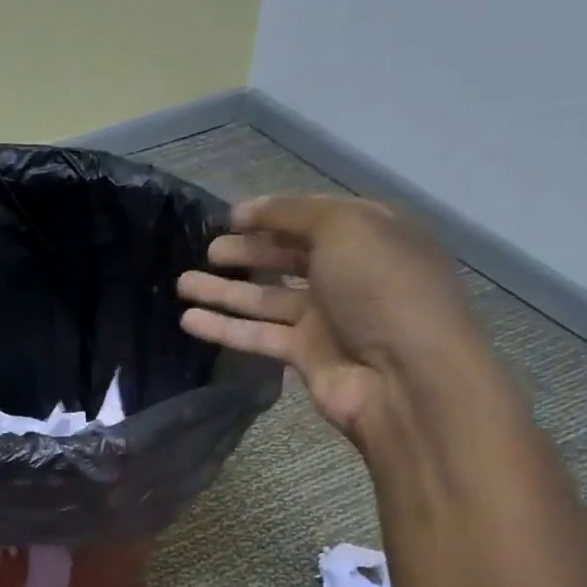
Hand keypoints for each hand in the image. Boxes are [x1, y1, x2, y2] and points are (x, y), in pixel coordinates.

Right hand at [176, 194, 495, 448]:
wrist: (403, 376)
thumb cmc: (381, 288)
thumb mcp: (345, 228)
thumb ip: (295, 213)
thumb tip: (249, 210)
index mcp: (370, 235)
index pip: (314, 216)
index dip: (273, 213)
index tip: (231, 217)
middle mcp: (348, 274)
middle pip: (288, 256)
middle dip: (248, 251)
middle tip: (209, 249)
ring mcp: (326, 317)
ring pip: (265, 297)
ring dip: (224, 289)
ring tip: (183, 283)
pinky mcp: (305, 354)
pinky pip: (257, 334)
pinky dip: (224, 327)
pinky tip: (189, 320)